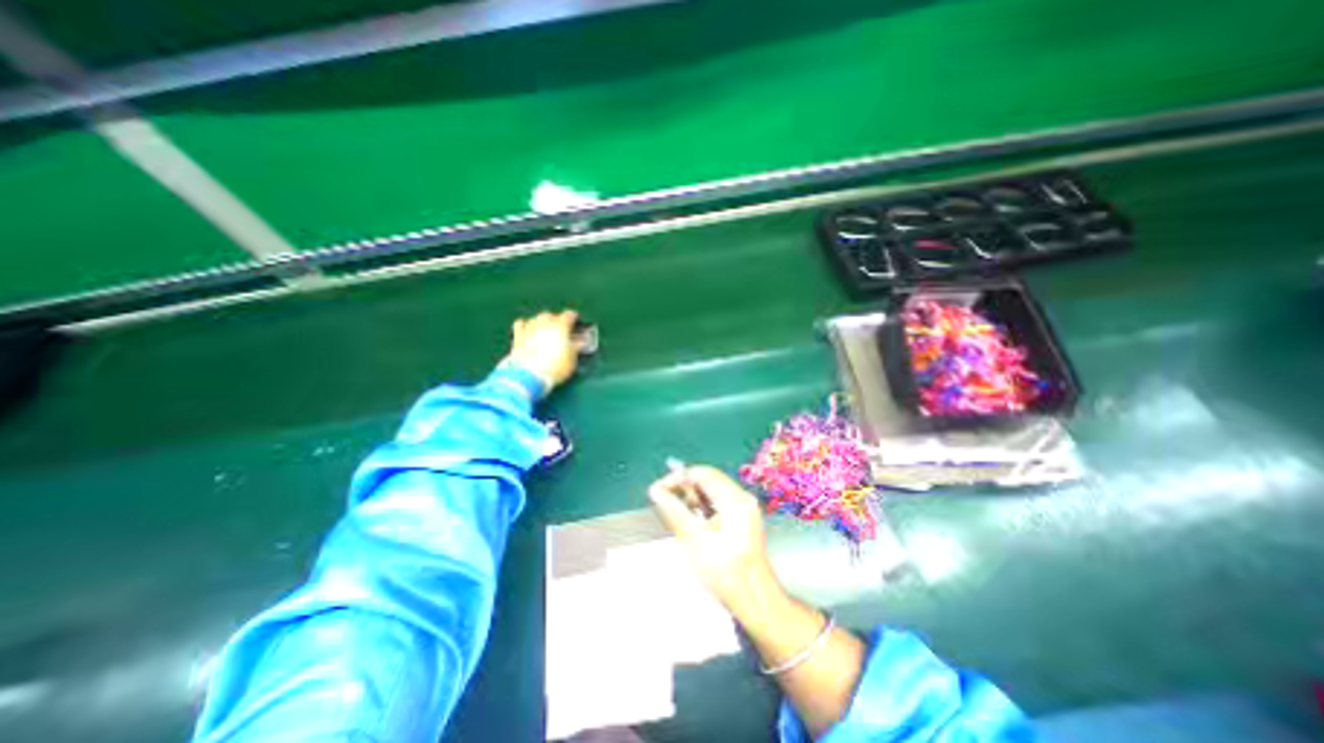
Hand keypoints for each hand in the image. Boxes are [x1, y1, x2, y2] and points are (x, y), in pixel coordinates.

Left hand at [509, 311, 581, 395]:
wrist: (529, 375)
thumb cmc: (555, 366)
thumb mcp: (572, 359)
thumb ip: (576, 347)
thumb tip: (580, 342)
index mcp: (561, 326)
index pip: (569, 315)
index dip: (574, 318)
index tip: (576, 322)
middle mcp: (544, 322)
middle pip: (551, 315)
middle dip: (556, 320)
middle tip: (560, 331)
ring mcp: (529, 327)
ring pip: (536, 318)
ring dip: (542, 323)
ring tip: (545, 331)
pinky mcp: (517, 335)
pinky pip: (521, 324)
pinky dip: (526, 326)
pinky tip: (528, 331)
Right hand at [649, 468, 782, 616]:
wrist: (754, 600)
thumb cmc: (724, 572)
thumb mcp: (693, 539)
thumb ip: (673, 510)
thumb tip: (655, 490)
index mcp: (734, 498)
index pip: (702, 473)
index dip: (677, 477)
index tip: (658, 489)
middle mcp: (742, 498)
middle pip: (708, 480)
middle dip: (685, 488)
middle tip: (664, 501)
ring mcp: (745, 508)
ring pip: (713, 492)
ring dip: (693, 499)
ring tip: (676, 514)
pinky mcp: (744, 520)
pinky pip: (719, 504)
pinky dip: (703, 508)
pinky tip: (693, 523)